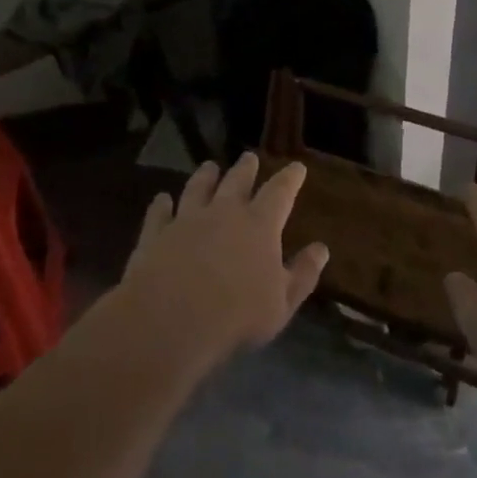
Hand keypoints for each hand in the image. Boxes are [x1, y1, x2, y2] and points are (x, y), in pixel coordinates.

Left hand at [117, 153, 328, 367]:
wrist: (170, 320)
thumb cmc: (236, 315)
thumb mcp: (282, 302)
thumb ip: (303, 274)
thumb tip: (321, 249)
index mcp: (260, 225)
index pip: (280, 192)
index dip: (290, 178)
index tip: (297, 166)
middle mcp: (224, 212)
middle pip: (237, 182)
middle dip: (246, 169)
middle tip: (249, 157)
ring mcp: (186, 220)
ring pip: (197, 189)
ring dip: (205, 176)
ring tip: (209, 166)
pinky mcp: (155, 234)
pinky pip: (159, 213)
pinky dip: (161, 204)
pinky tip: (161, 199)